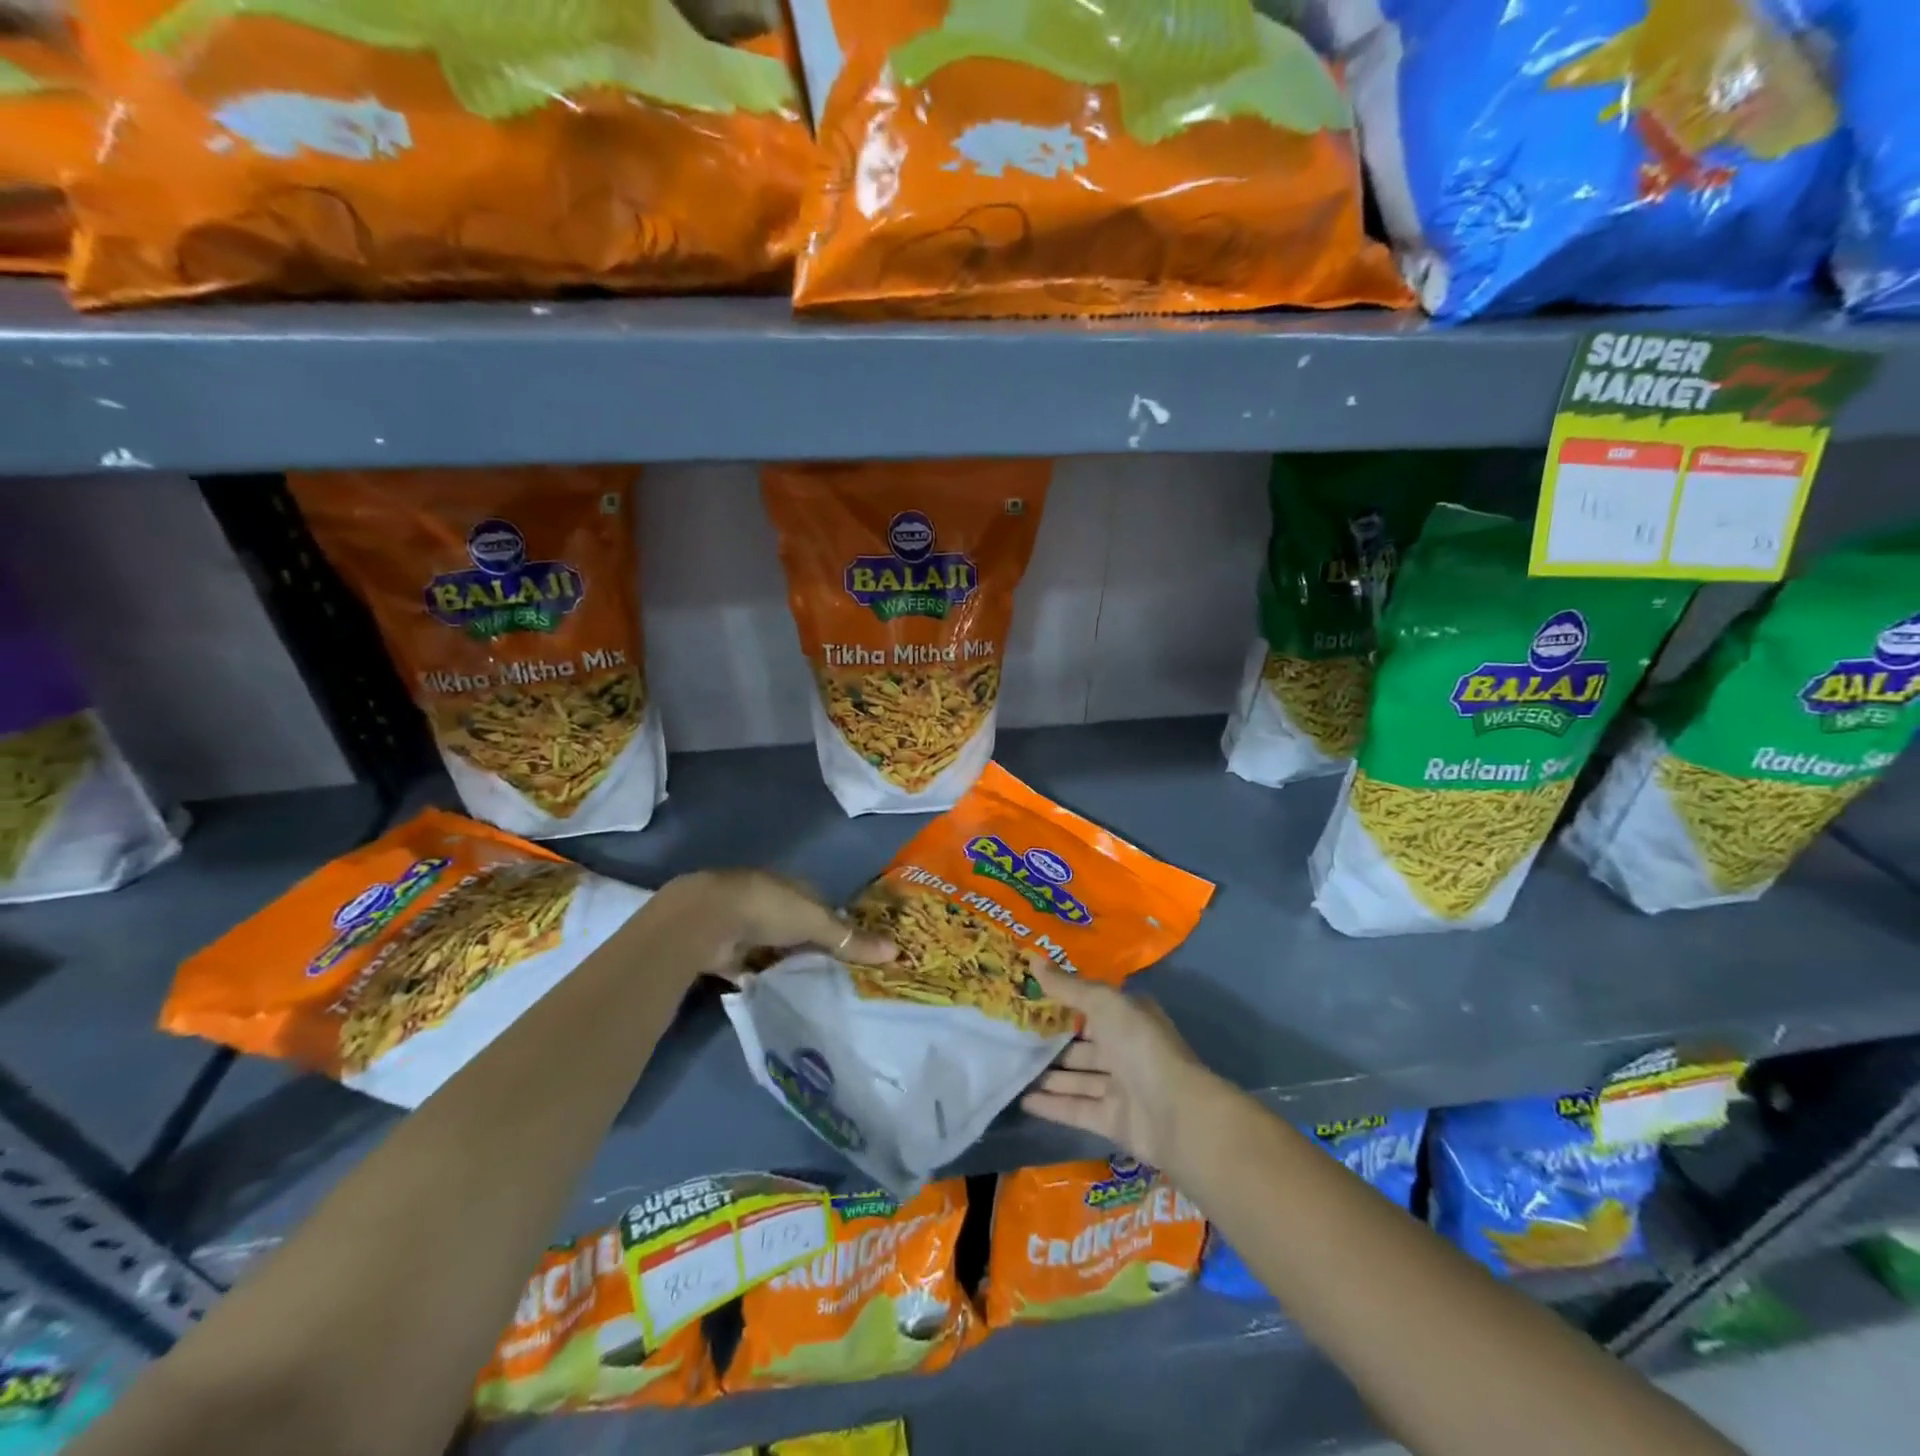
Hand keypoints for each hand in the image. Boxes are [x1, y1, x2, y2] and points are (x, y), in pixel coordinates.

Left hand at [651, 870, 895, 979]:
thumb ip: (850, 939)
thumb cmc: (768, 909)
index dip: (834, 924)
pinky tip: (771, 993)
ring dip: (781, 962)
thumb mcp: (816, 923)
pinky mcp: (721, 950)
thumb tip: (896, 950)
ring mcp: (741, 925)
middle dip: (808, 945)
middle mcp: (765, 901)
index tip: (850, 948)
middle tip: (831, 974)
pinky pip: (746, 966)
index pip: (819, 904)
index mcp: (790, 887)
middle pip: (793, 926)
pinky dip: (756, 977)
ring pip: (769, 946)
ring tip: (805, 988)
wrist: (705, 919)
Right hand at [1019, 962, 1213, 1170]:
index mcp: (1129, 1017)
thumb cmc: (1139, 1045)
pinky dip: (1052, 1105)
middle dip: (1051, 1040)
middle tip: (1012, 1035)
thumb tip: (1034, 960)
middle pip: (1082, 1043)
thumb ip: (1068, 987)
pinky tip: (1022, 1100)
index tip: (1029, 996)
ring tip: (1011, 1067)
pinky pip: (1077, 1108)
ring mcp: (1121, 1087)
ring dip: (1049, 1074)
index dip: (1063, 1000)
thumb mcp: (1103, 1003)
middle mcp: (1126, 1049)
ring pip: (1078, 1077)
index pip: (1092, 1005)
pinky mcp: (1113, 1120)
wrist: (1175, 1113)